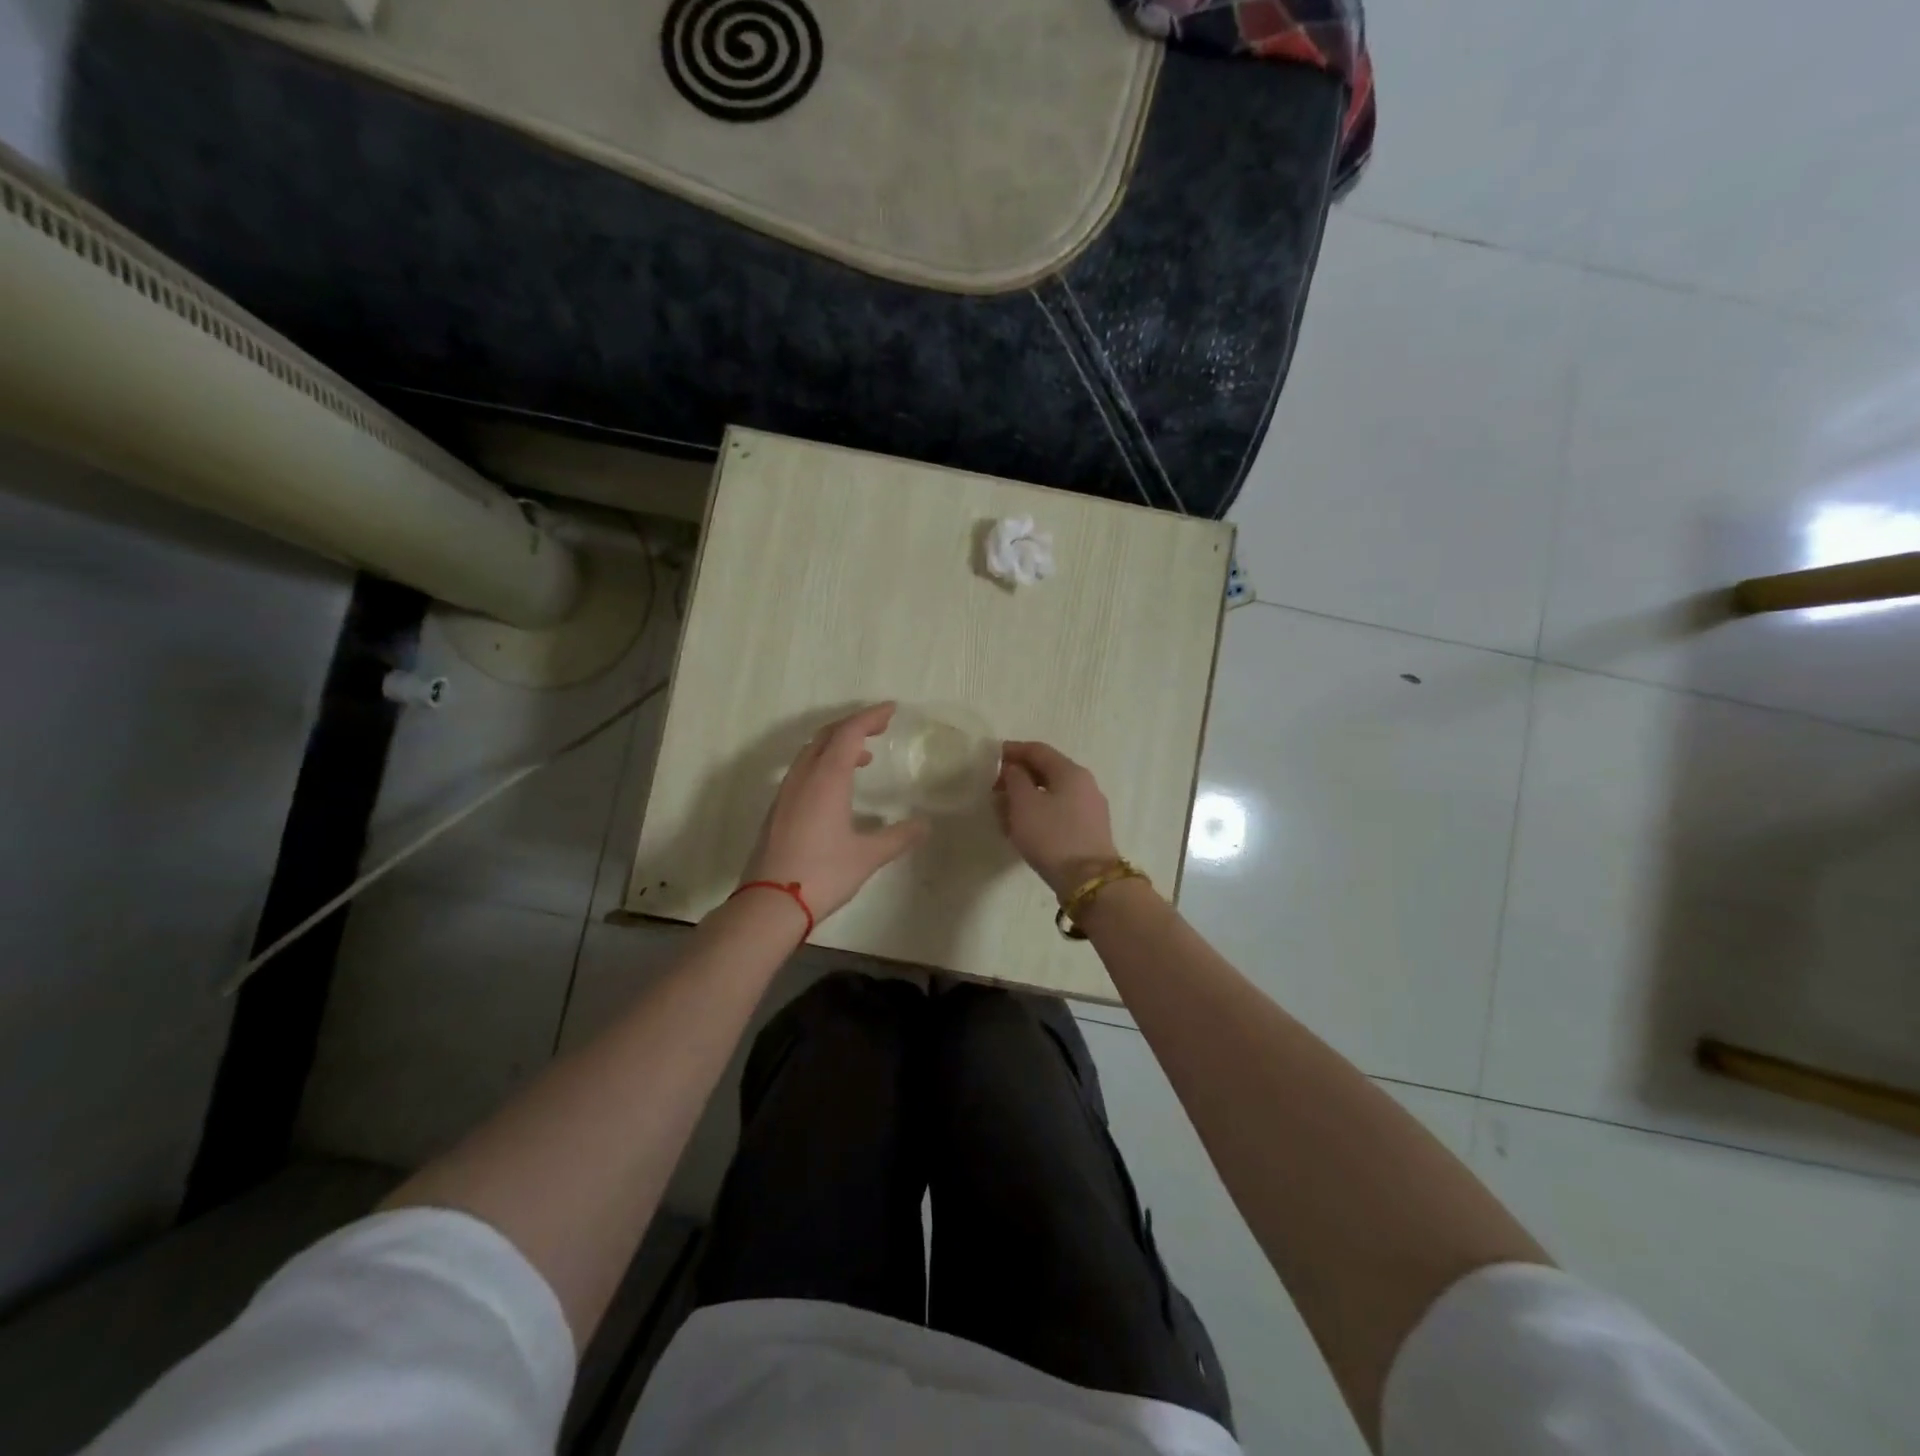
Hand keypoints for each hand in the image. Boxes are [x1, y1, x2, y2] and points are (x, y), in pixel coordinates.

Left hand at [742, 703, 929, 922]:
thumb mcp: (868, 856)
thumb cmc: (823, 874)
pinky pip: (802, 772)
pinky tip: (835, 789)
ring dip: (836, 746)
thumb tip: (924, 825)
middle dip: (853, 726)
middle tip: (879, 728)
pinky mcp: (776, 811)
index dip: (870, 717)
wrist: (770, 903)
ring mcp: (785, 793)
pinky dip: (823, 765)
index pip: (849, 733)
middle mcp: (803, 778)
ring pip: (810, 753)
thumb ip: (898, 837)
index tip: (891, 709)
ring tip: (862, 758)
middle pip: (826, 736)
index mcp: (826, 779)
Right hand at [995, 741, 1119, 898]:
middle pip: (1047, 771)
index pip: (1038, 750)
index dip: (1013, 750)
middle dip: (1018, 777)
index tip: (992, 757)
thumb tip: (1014, 769)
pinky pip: (1059, 812)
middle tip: (995, 789)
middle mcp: (1084, 784)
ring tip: (1004, 812)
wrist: (1089, 881)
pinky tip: (1024, 829)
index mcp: (1070, 771)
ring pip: (1052, 794)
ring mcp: (1090, 808)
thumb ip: (1014, 779)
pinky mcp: (1089, 831)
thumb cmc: (1052, 836)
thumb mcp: (1024, 803)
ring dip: (1027, 798)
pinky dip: (1039, 814)